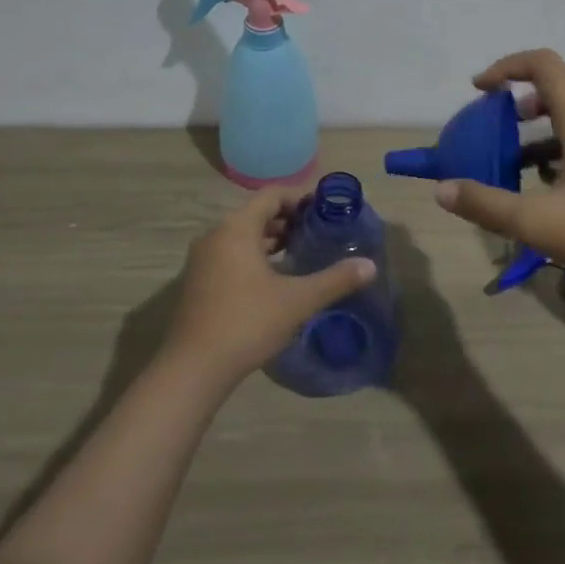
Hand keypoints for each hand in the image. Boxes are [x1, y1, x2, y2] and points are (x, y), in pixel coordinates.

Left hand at [163, 186, 376, 391]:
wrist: (194, 368)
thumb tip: (370, 266)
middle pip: (256, 213)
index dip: (300, 197)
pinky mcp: (198, 281)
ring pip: (242, 235)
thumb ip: (335, 279)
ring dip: (271, 239)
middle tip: (319, 232)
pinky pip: (231, 254)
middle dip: (288, 219)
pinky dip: (254, 255)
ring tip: (301, 252)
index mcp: (236, 228)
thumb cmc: (247, 323)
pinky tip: (275, 278)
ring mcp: (203, 259)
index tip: (325, 210)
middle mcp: (216, 235)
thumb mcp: (297, 300)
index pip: (271, 195)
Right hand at [433, 49, 564, 292]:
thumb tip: (442, 190)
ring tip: (511, 158)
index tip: (479, 88)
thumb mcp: (536, 222)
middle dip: (522, 95)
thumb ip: (486, 204)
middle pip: (560, 86)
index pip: (544, 65)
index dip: (507, 66)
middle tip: (496, 119)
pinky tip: (543, 187)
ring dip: (538, 127)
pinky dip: (556, 149)